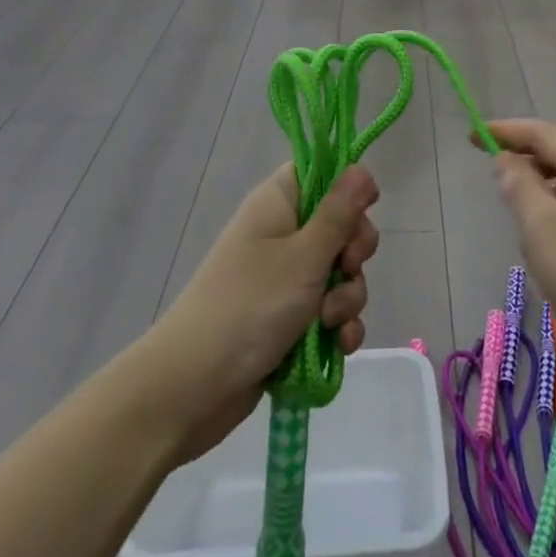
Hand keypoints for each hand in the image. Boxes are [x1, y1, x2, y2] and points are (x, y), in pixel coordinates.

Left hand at [141, 164, 380, 461]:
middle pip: (340, 226)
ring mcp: (285, 279)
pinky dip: (337, 327)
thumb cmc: (250, 305)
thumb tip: (361, 167)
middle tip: (346, 268)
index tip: (364, 210)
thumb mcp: (305, 255)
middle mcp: (283, 234)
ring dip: (347, 298)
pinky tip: (338, 346)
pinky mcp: (288, 320)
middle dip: (354, 254)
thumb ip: (339, 212)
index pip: (321, 174)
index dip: (347, 189)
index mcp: (279, 203)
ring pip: (339, 273)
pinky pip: (328, 312)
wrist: (191, 389)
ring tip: (329, 323)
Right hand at [487, 120, 555, 394]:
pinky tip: (545, 257)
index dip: (506, 132)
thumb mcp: (543, 226)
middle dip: (526, 165)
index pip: (544, 133)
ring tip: (516, 221)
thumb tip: (508, 161)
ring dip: (541, 201)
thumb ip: (519, 185)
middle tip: (491, 176)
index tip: (472, 135)